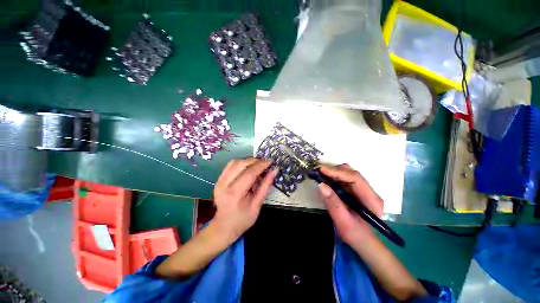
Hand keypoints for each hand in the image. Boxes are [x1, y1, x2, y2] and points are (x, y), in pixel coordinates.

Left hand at [213, 158, 276, 240]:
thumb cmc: (243, 219)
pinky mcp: (218, 180)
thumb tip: (274, 171)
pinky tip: (247, 167)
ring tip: (257, 165)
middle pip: (241, 164)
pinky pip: (230, 165)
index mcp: (235, 194)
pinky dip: (241, 163)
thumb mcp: (257, 205)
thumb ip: (265, 186)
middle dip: (255, 161)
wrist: (224, 226)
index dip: (261, 165)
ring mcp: (219, 181)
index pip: (249, 173)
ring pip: (234, 162)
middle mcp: (224, 185)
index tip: (270, 161)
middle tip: (265, 163)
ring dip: (248, 161)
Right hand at [318, 164, 383, 244]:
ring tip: (320, 175)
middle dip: (334, 170)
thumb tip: (321, 184)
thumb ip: (333, 203)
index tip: (322, 170)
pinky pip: (344, 179)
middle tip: (318, 171)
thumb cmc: (355, 235)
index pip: (355, 178)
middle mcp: (370, 191)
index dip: (337, 172)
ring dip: (333, 172)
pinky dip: (334, 177)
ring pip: (348, 174)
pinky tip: (326, 179)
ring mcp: (363, 190)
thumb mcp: (343, 222)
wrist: (363, 242)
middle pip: (352, 173)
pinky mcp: (356, 191)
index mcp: (371, 199)